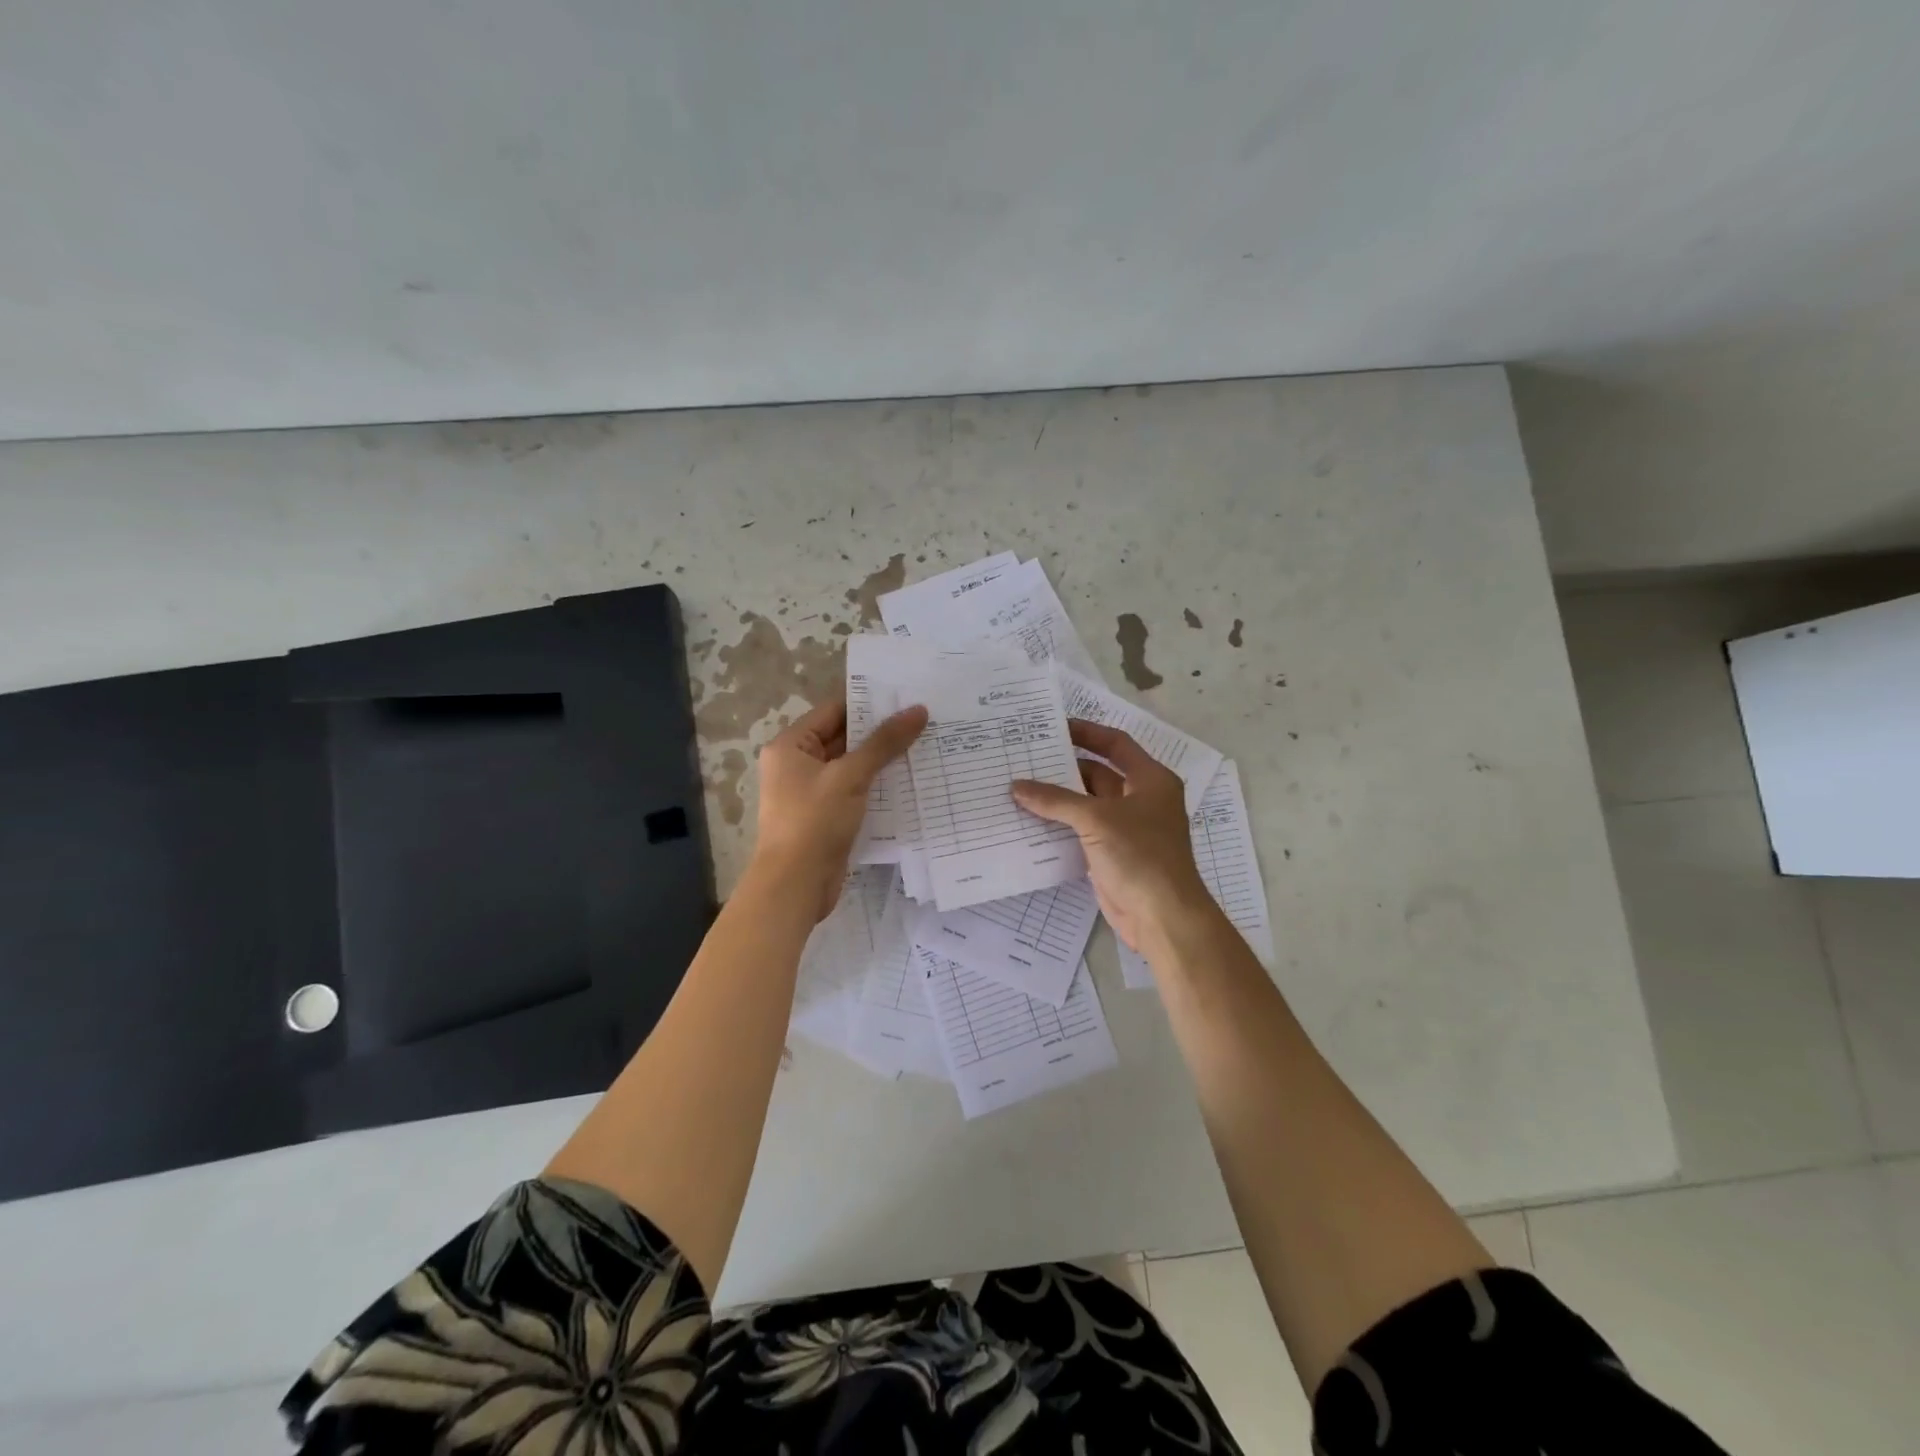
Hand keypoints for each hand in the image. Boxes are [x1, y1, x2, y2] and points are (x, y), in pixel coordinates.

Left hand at [748, 694, 927, 919]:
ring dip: (882, 762)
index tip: (907, 699)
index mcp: (791, 746)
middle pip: (844, 739)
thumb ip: (884, 743)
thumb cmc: (814, 822)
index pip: (833, 712)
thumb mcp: (850, 776)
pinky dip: (877, 787)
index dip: (869, 704)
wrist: (795, 886)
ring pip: (852, 768)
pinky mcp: (826, 817)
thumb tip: (918, 710)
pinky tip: (910, 783)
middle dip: (880, 734)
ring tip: (925, 747)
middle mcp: (797, 765)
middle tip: (924, 722)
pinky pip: (854, 793)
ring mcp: (811, 793)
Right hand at [1011, 720, 1210, 951]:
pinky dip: (1059, 826)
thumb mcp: (1097, 819)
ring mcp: (1126, 829)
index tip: (1054, 727)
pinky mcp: (1112, 855)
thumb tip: (1017, 786)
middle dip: (1063, 770)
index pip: (1116, 744)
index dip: (1087, 733)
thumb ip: (1055, 800)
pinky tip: (1029, 822)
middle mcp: (1140, 799)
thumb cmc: (1140, 855)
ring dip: (1057, 800)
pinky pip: (1081, 832)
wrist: (1162, 916)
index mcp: (1150, 780)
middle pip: (1098, 775)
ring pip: (1086, 805)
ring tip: (1018, 788)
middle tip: (1024, 760)